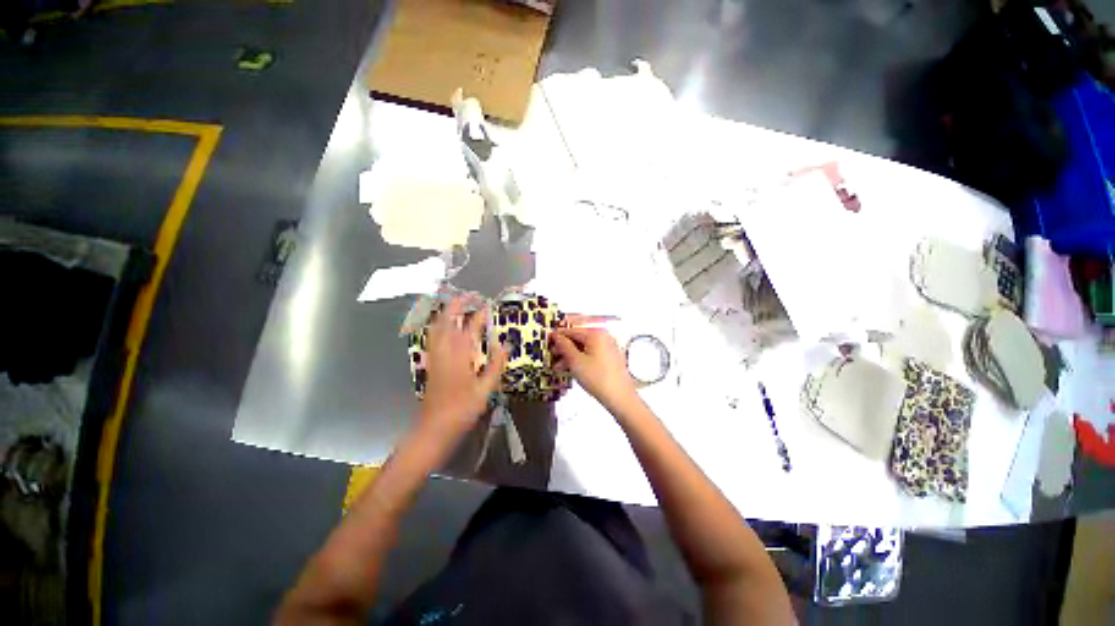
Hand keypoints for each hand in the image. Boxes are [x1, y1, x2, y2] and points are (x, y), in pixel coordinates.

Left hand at [419, 296, 507, 442]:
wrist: (434, 428)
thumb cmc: (462, 410)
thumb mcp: (485, 389)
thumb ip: (495, 365)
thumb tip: (505, 345)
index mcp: (460, 356)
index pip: (471, 329)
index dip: (479, 315)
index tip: (487, 305)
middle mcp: (445, 351)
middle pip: (447, 321)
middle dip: (456, 305)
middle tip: (468, 296)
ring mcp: (435, 356)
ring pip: (437, 328)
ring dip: (446, 313)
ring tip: (457, 306)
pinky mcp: (430, 363)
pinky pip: (433, 338)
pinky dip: (439, 326)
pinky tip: (446, 327)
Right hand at [551, 327, 638, 413]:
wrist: (620, 398)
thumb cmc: (599, 379)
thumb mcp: (575, 361)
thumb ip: (564, 346)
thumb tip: (556, 337)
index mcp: (596, 334)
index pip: (571, 330)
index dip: (557, 337)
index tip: (548, 342)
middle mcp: (604, 337)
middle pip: (578, 339)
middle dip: (564, 349)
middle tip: (553, 357)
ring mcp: (608, 347)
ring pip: (584, 348)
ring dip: (570, 356)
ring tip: (560, 367)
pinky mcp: (610, 358)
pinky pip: (591, 354)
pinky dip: (581, 360)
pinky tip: (572, 369)